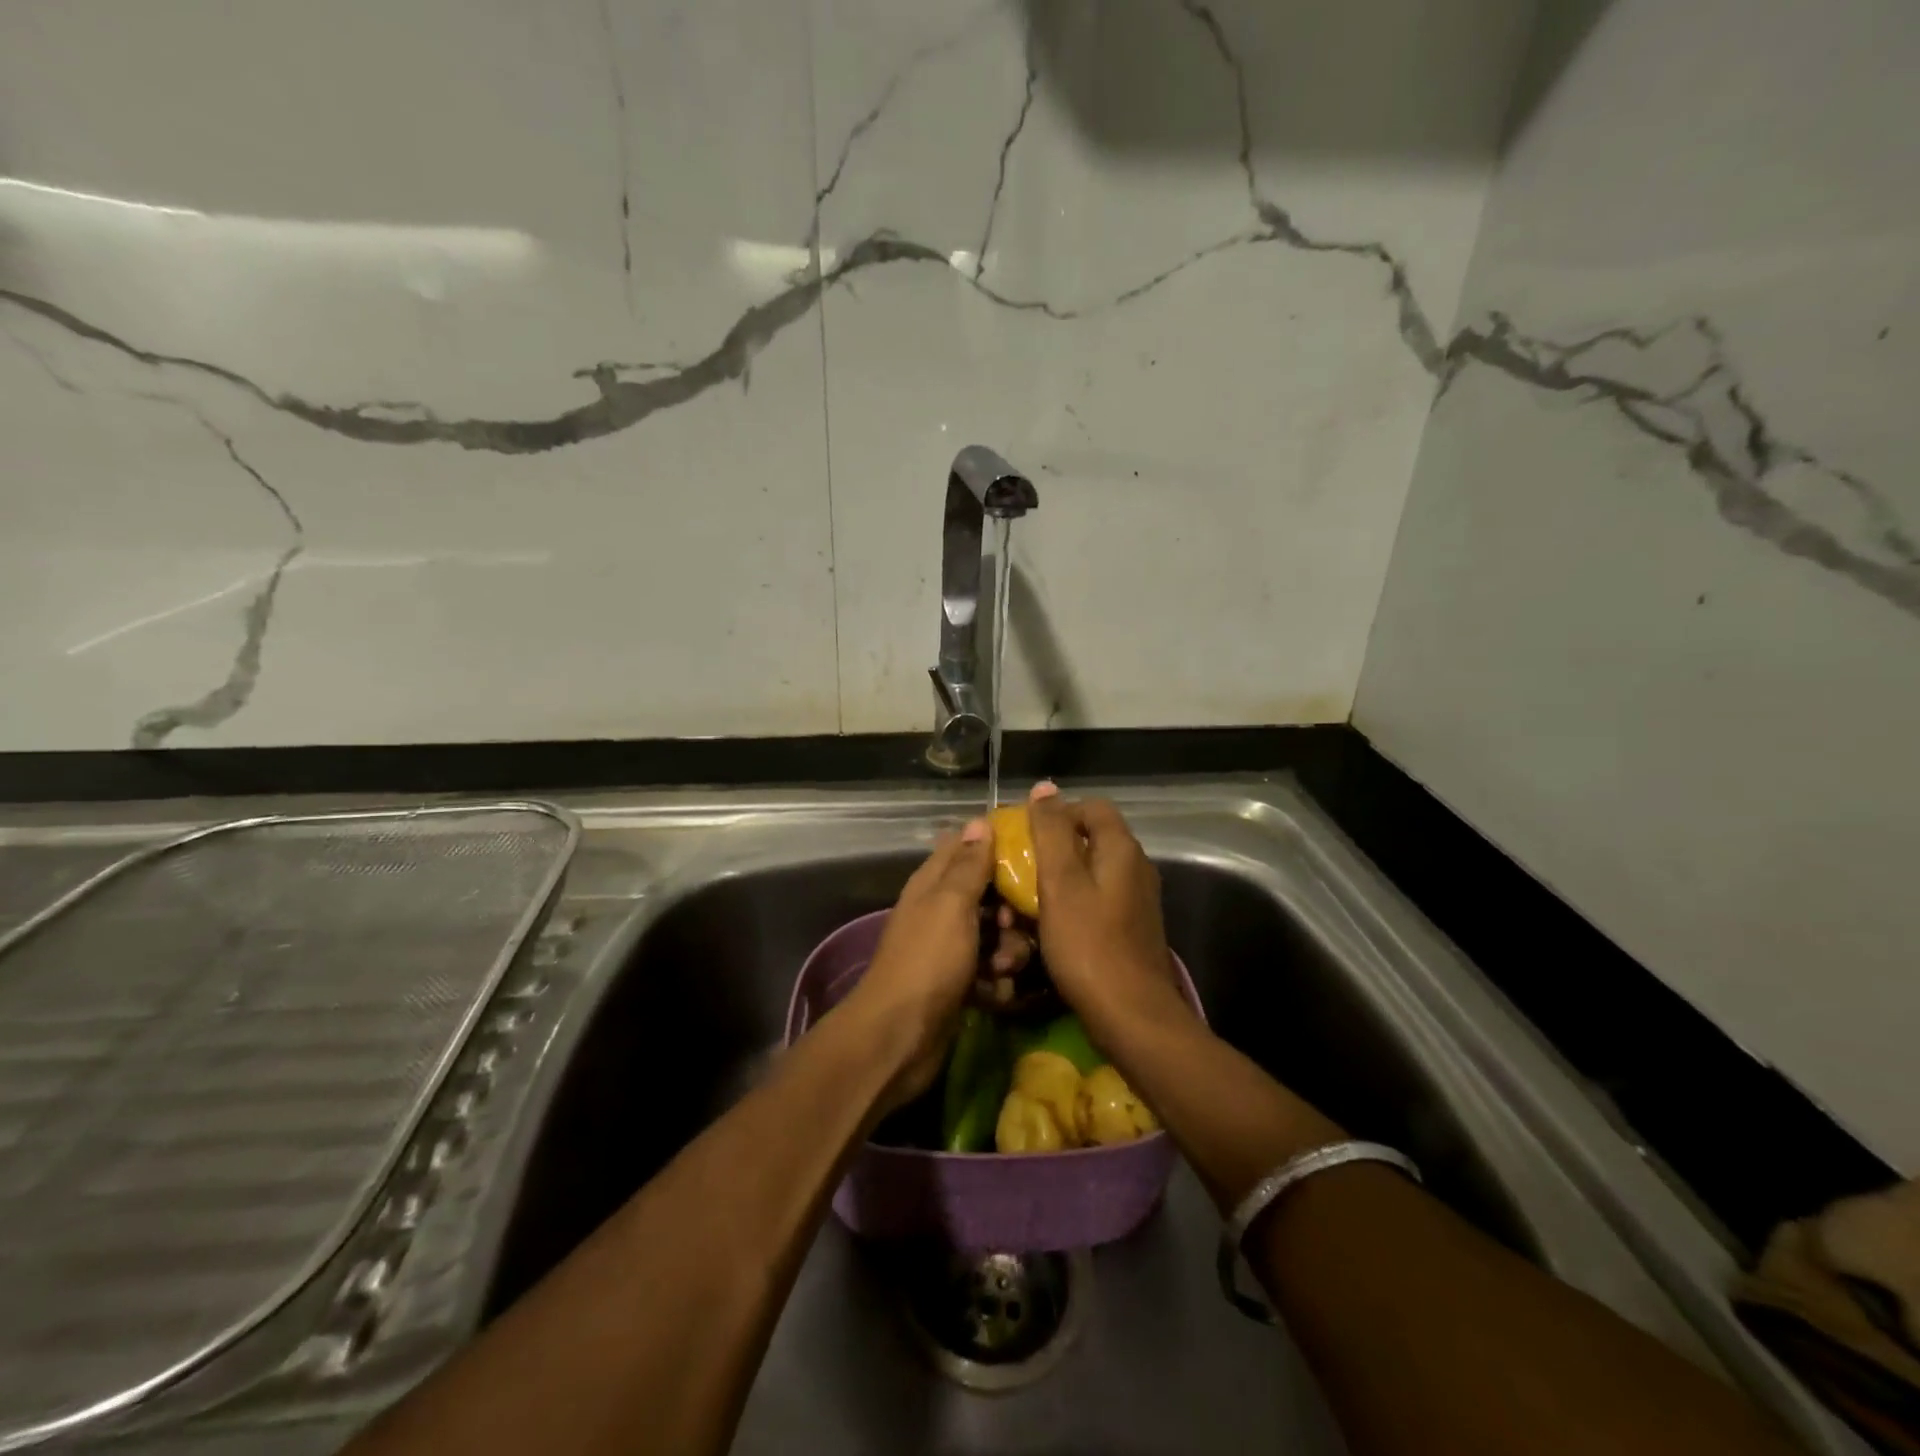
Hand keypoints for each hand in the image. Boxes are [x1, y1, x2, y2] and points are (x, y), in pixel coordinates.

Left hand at [845, 819, 1000, 1107]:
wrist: (900, 1036)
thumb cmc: (929, 961)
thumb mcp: (951, 905)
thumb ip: (968, 865)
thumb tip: (980, 820)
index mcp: (933, 883)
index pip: (966, 846)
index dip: (997, 845)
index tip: (1033, 852)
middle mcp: (939, 910)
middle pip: (988, 895)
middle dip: (1009, 910)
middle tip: (1012, 926)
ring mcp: (948, 949)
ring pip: (994, 935)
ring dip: (1008, 951)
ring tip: (1003, 969)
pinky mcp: (958, 984)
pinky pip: (990, 972)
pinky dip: (996, 982)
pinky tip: (996, 994)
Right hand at [1027, 783, 1191, 1040]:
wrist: (1131, 1015)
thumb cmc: (1088, 944)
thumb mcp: (1060, 883)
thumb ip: (1051, 832)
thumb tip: (1044, 787)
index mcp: (1121, 849)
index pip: (1091, 807)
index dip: (1057, 814)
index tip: (1026, 837)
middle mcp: (1137, 867)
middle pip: (1092, 839)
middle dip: (1054, 849)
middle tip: (1022, 869)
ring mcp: (1138, 899)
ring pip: (1093, 872)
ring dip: (1062, 880)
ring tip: (1030, 900)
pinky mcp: (1133, 927)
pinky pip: (1099, 900)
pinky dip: (1075, 904)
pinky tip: (1053, 926)